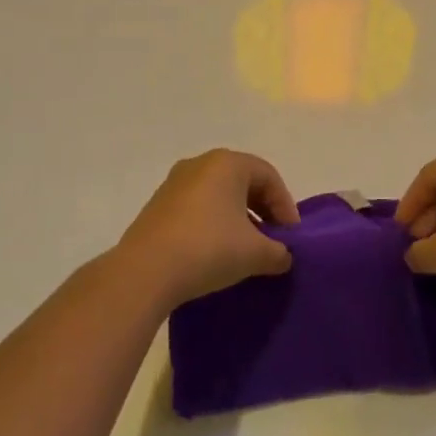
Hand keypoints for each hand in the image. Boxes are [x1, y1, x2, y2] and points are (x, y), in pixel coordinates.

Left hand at [115, 149, 298, 306]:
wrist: (145, 272)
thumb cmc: (209, 249)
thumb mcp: (256, 254)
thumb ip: (278, 252)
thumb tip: (283, 257)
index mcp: (228, 163)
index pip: (269, 177)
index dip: (286, 206)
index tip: (290, 237)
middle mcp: (200, 163)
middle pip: (243, 182)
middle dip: (262, 210)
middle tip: (272, 239)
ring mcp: (174, 183)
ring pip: (218, 195)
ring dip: (237, 218)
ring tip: (245, 249)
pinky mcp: (157, 206)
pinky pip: (196, 208)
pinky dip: (213, 224)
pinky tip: (215, 252)